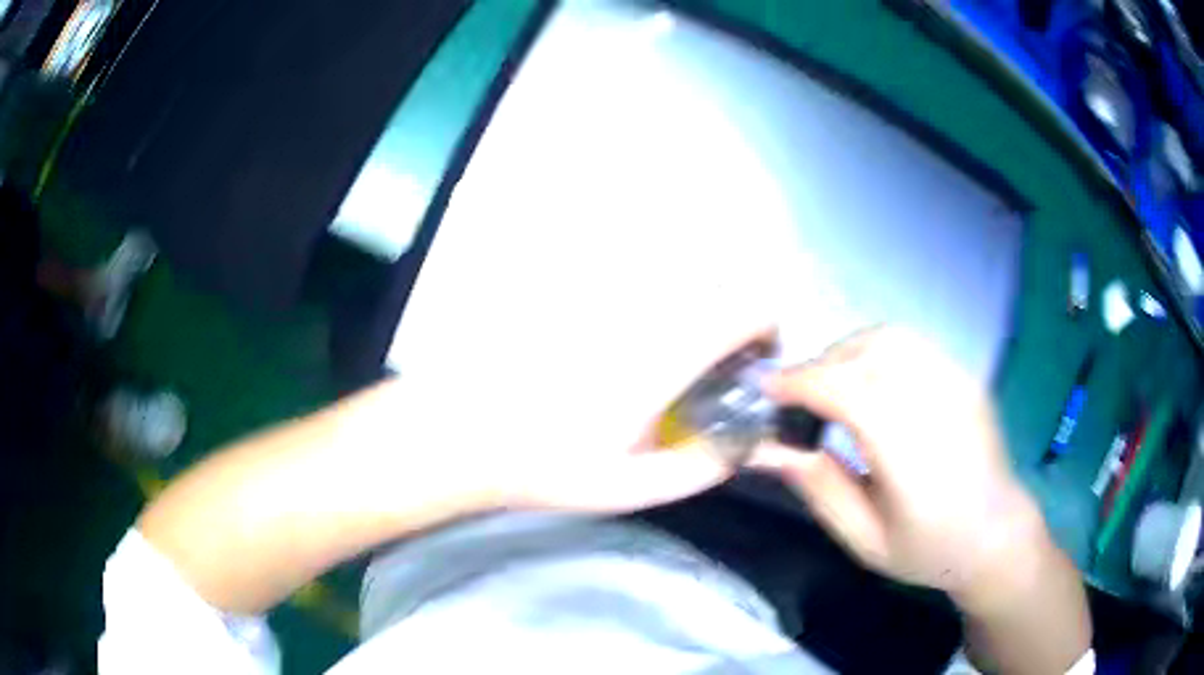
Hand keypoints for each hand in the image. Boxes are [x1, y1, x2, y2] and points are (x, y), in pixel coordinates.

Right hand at [751, 327, 1048, 596]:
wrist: (996, 534)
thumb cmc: (928, 550)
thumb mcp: (864, 540)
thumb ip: (818, 488)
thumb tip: (765, 447)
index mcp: (913, 456)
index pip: (849, 392)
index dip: (799, 382)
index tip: (763, 389)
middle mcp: (939, 406)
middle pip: (865, 354)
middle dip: (817, 366)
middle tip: (793, 398)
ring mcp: (958, 382)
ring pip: (887, 338)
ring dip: (845, 353)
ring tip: (828, 387)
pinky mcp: (965, 374)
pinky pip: (910, 344)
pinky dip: (874, 352)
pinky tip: (868, 384)